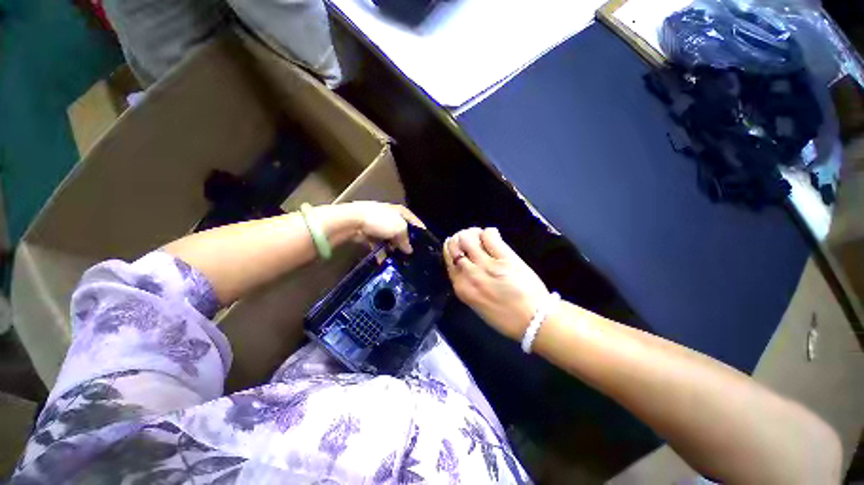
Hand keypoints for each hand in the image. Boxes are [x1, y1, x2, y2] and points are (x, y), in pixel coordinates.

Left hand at [345, 201, 424, 253]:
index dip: (420, 230)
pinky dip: (381, 252)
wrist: (354, 221)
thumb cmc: (381, 221)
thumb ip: (406, 240)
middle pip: (402, 231)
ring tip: (398, 260)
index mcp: (400, 212)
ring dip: (393, 249)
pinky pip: (378, 244)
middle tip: (411, 255)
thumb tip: (409, 250)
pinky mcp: (369, 233)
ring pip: (390, 239)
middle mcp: (391, 217)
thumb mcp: (399, 229)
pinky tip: (384, 260)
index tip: (425, 241)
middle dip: (405, 242)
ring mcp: (379, 225)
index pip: (414, 220)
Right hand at [443, 227, 550, 340]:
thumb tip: (465, 265)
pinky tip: (493, 236)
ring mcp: (487, 265)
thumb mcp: (477, 303)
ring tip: (479, 235)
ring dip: (472, 233)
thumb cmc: (505, 317)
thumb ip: (468, 284)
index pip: (449, 260)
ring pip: (468, 238)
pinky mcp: (505, 258)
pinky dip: (488, 232)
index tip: (456, 243)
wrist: (534, 320)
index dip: (451, 247)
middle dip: (459, 238)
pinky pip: (489, 236)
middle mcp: (470, 274)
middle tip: (468, 237)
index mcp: (462, 288)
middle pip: (455, 246)